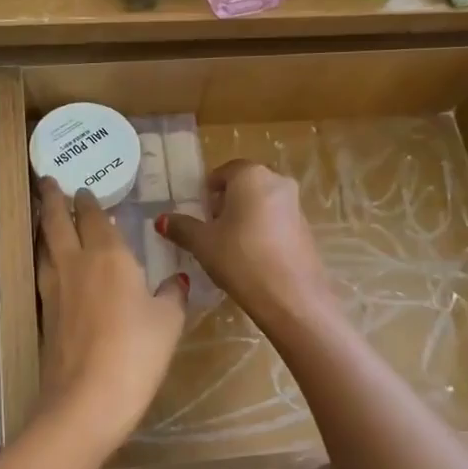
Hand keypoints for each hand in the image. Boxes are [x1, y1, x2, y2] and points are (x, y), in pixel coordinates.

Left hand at [36, 178, 188, 448]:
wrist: (87, 398)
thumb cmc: (136, 352)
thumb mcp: (168, 322)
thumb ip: (171, 295)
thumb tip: (176, 281)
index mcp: (109, 256)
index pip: (94, 217)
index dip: (89, 201)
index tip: (83, 188)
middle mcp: (75, 263)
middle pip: (57, 222)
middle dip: (52, 199)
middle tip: (47, 181)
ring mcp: (54, 289)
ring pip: (44, 245)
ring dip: (44, 225)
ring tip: (44, 215)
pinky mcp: (44, 314)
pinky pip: (42, 272)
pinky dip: (44, 257)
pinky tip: (49, 264)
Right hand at [160, 161, 335, 334]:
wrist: (292, 296)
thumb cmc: (241, 259)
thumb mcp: (203, 243)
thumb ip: (181, 227)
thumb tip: (162, 219)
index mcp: (251, 175)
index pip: (223, 172)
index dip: (206, 192)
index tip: (197, 214)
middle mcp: (277, 181)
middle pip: (244, 185)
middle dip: (225, 203)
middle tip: (210, 229)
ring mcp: (295, 204)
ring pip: (261, 202)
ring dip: (244, 217)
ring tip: (228, 246)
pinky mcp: (305, 228)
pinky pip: (276, 220)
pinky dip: (261, 230)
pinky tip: (251, 256)